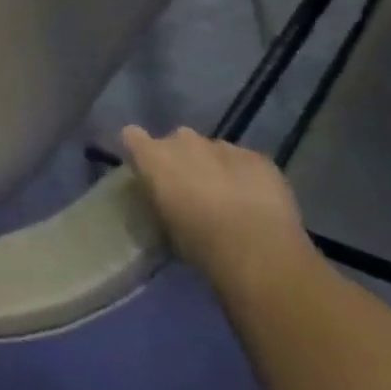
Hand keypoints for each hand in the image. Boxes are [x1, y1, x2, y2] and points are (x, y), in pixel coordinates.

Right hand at [121, 126, 317, 291]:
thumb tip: (163, 200)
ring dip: (215, 168)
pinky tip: (257, 203)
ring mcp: (221, 145)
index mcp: (153, 156)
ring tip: (231, 201)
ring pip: (212, 151)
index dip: (141, 153)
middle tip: (194, 192)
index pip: (131, 136)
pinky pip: (245, 162)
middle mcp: (182, 140)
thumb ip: (159, 202)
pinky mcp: (257, 158)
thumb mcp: (166, 229)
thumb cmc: (201, 247)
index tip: (149, 174)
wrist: (259, 253)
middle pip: (176, 141)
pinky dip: (247, 176)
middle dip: (183, 161)